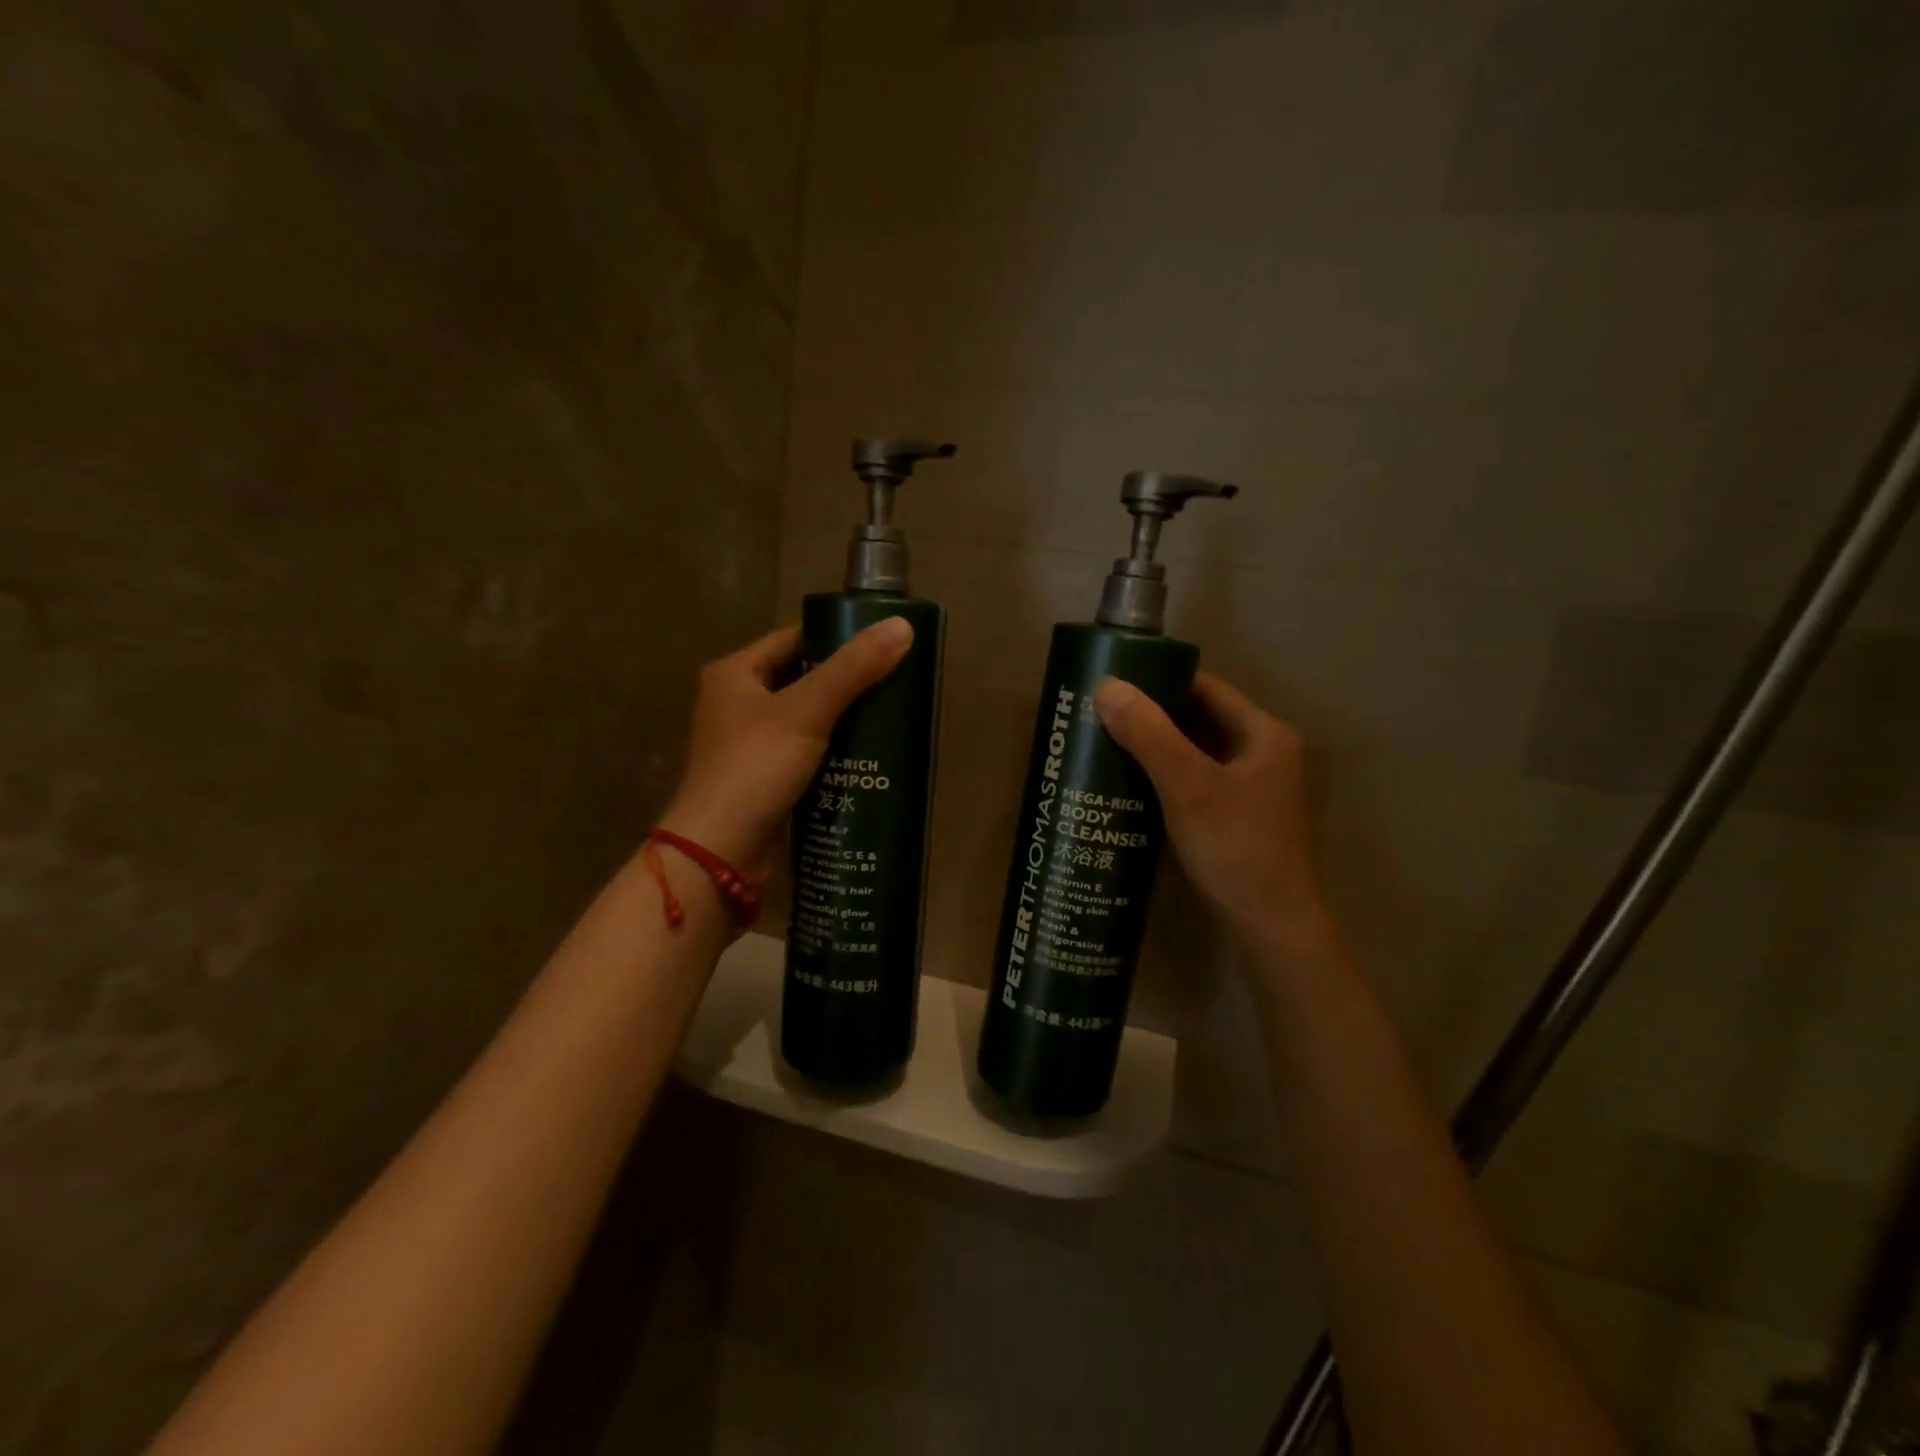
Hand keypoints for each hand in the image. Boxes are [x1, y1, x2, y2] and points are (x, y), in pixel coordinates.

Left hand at [658, 619, 913, 873]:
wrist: (719, 855)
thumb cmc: (754, 769)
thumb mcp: (806, 711)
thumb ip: (853, 669)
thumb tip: (903, 626)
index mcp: (735, 674)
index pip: (795, 639)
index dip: (838, 636)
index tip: (885, 642)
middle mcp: (738, 704)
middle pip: (804, 679)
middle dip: (849, 682)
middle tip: (898, 681)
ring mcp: (751, 745)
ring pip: (809, 719)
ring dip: (846, 720)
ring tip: (894, 716)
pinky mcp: (766, 780)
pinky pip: (808, 754)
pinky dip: (836, 753)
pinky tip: (871, 756)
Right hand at [1094, 672, 1326, 948]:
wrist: (1270, 925)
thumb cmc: (1234, 847)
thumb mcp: (1188, 785)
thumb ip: (1149, 733)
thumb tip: (1107, 685)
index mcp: (1264, 734)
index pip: (1205, 688)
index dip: (1159, 683)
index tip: (1114, 687)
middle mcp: (1264, 754)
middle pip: (1200, 719)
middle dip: (1152, 717)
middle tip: (1101, 718)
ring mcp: (1253, 788)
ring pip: (1197, 753)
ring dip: (1157, 749)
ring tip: (1108, 747)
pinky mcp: (1239, 817)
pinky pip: (1197, 781)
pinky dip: (1167, 777)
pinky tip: (1132, 786)